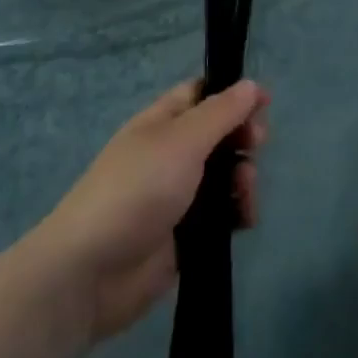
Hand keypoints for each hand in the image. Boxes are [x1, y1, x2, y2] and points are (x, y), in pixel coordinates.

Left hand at [32, 79, 267, 342]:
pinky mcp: (186, 235)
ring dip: (244, 178)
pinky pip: (222, 214)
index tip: (265, 102)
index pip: (202, 94)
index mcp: (162, 122)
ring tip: (245, 192)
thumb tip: (250, 84)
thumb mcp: (182, 140)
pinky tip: (243, 220)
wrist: (92, 272)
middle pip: (220, 134)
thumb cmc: (137, 190)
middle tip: (255, 146)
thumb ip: (221, 113)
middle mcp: (171, 153)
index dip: (233, 93)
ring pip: (225, 175)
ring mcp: (178, 195)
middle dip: (243, 137)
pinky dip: (237, 213)